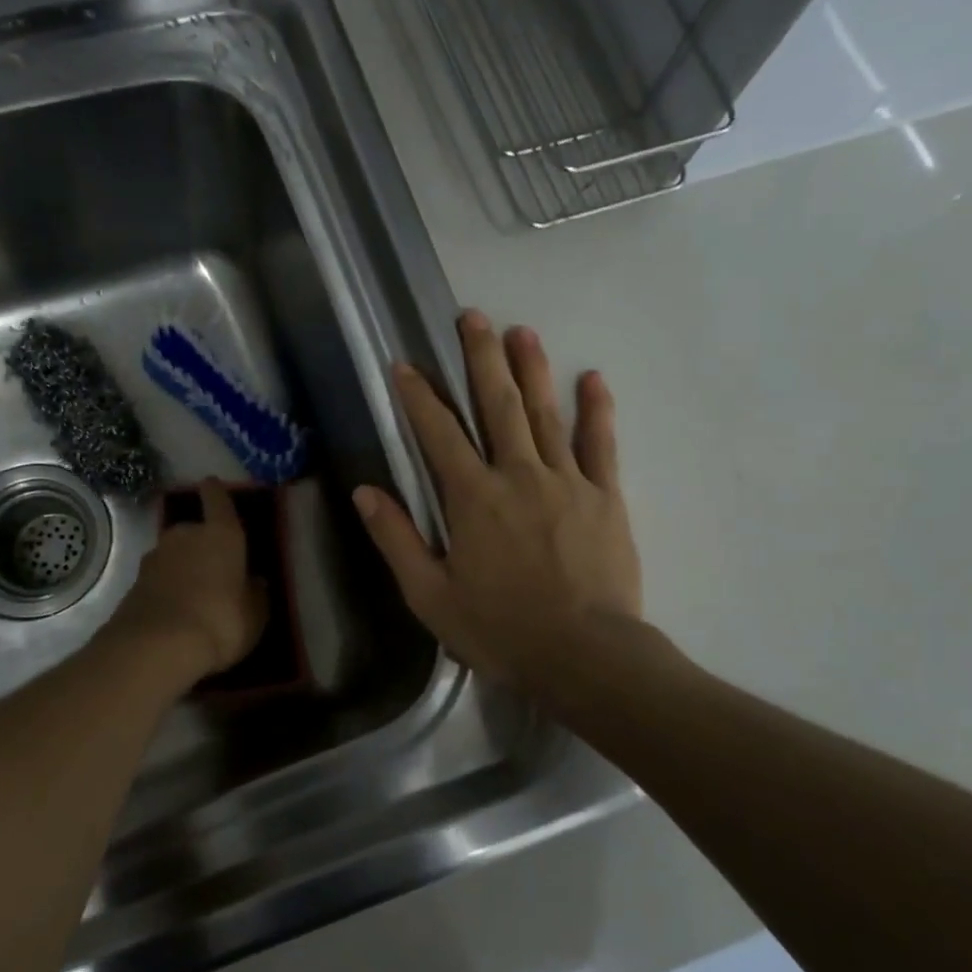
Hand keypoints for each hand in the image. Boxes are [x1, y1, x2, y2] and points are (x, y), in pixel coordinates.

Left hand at [108, 477, 266, 681]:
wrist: (156, 647)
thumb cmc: (220, 621)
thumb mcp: (255, 614)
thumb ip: (256, 594)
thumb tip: (255, 582)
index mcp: (222, 534)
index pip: (218, 499)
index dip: (215, 491)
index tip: (211, 483)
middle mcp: (186, 535)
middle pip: (194, 529)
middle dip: (202, 543)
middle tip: (214, 566)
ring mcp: (155, 557)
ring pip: (174, 554)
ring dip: (182, 566)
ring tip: (194, 592)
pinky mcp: (134, 583)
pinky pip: (158, 578)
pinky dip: (166, 587)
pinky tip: (175, 610)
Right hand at [353, 311, 641, 690]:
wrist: (585, 655)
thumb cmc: (501, 629)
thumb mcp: (430, 595)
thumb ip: (397, 539)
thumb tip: (365, 491)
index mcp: (472, 498)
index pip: (438, 434)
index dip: (418, 396)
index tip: (405, 364)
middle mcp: (517, 475)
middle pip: (496, 405)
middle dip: (481, 358)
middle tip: (472, 317)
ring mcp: (567, 481)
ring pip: (545, 414)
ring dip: (531, 370)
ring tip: (521, 330)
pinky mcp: (605, 497)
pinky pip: (601, 445)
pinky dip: (596, 410)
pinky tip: (593, 378)